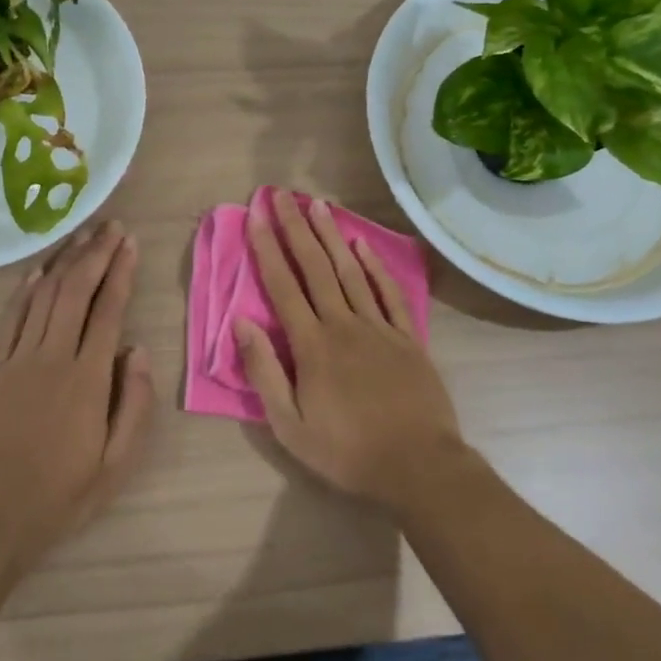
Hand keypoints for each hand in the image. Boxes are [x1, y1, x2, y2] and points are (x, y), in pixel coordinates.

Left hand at [0, 221, 155, 560]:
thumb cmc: (60, 495)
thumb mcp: (117, 464)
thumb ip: (135, 403)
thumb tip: (139, 351)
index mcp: (89, 378)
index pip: (109, 310)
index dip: (120, 272)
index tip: (129, 243)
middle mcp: (53, 356)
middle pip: (76, 291)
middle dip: (96, 254)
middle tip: (110, 226)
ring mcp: (16, 359)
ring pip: (43, 296)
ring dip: (64, 262)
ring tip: (81, 236)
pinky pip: (10, 319)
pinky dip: (25, 291)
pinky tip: (37, 273)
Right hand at [235, 192, 469, 516]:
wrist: (419, 465)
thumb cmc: (347, 451)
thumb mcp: (290, 425)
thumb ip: (264, 372)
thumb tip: (241, 323)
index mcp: (312, 345)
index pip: (283, 286)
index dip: (267, 248)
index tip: (255, 216)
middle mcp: (343, 324)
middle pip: (315, 267)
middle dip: (295, 228)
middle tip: (282, 194)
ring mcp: (378, 327)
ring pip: (350, 271)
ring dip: (331, 236)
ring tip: (317, 205)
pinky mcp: (407, 337)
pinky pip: (388, 293)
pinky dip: (374, 266)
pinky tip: (362, 245)